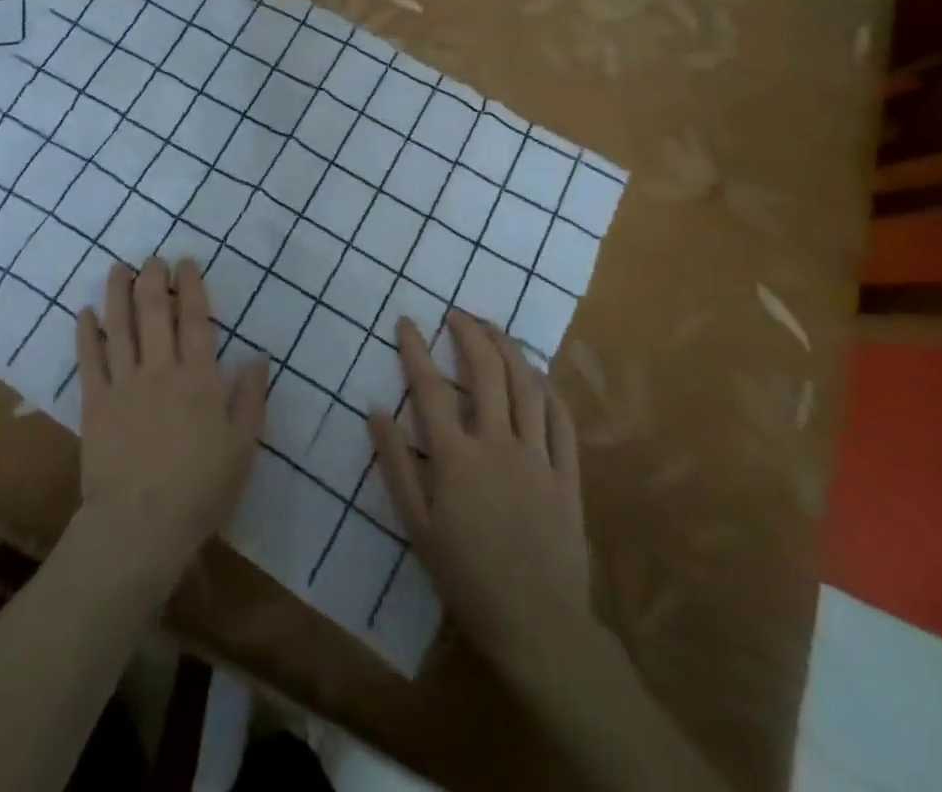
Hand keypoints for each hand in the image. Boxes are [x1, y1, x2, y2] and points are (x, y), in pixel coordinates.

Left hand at [75, 258, 267, 579]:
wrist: (140, 525)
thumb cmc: (200, 489)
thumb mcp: (242, 447)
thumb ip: (251, 398)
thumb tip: (258, 356)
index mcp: (200, 378)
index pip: (196, 319)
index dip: (191, 286)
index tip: (186, 263)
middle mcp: (161, 369)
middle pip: (155, 312)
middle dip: (154, 279)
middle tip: (153, 259)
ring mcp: (125, 382)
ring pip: (120, 326)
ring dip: (119, 293)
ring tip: (119, 268)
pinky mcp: (96, 401)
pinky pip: (89, 359)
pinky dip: (87, 333)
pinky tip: (86, 312)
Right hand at [370, 311, 590, 693]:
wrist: (538, 626)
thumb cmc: (467, 578)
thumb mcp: (417, 525)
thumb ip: (395, 464)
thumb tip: (374, 410)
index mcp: (456, 458)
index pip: (430, 388)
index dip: (415, 349)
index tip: (406, 322)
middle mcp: (497, 444)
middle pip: (485, 373)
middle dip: (470, 335)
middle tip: (457, 314)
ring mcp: (537, 457)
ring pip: (527, 387)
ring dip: (509, 350)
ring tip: (494, 329)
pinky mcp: (567, 475)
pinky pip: (562, 421)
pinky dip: (549, 390)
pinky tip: (539, 374)